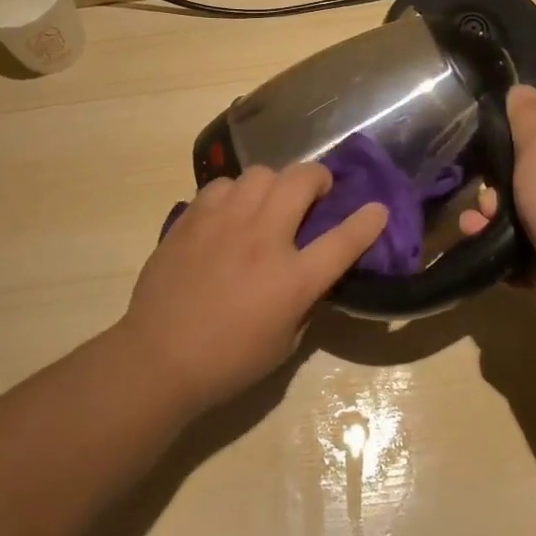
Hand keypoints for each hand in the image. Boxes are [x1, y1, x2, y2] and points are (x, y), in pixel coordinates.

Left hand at [120, 165, 387, 410]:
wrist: (158, 358)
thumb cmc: (228, 362)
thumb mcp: (284, 342)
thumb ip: (304, 299)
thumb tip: (310, 272)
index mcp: (292, 278)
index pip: (343, 239)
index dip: (368, 221)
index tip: (377, 208)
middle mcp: (262, 239)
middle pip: (301, 180)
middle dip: (318, 178)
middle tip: (316, 192)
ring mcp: (224, 222)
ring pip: (260, 173)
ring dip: (275, 184)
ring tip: (268, 202)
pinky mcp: (192, 218)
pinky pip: (222, 185)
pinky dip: (234, 193)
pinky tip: (229, 214)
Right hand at [459, 86, 535, 331]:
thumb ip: (527, 119)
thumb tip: (520, 86)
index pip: (531, 155)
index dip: (504, 156)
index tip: (482, 161)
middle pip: (514, 191)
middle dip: (489, 197)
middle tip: (484, 204)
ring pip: (506, 225)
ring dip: (483, 224)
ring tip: (473, 229)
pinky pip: (507, 258)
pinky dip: (491, 254)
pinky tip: (479, 251)